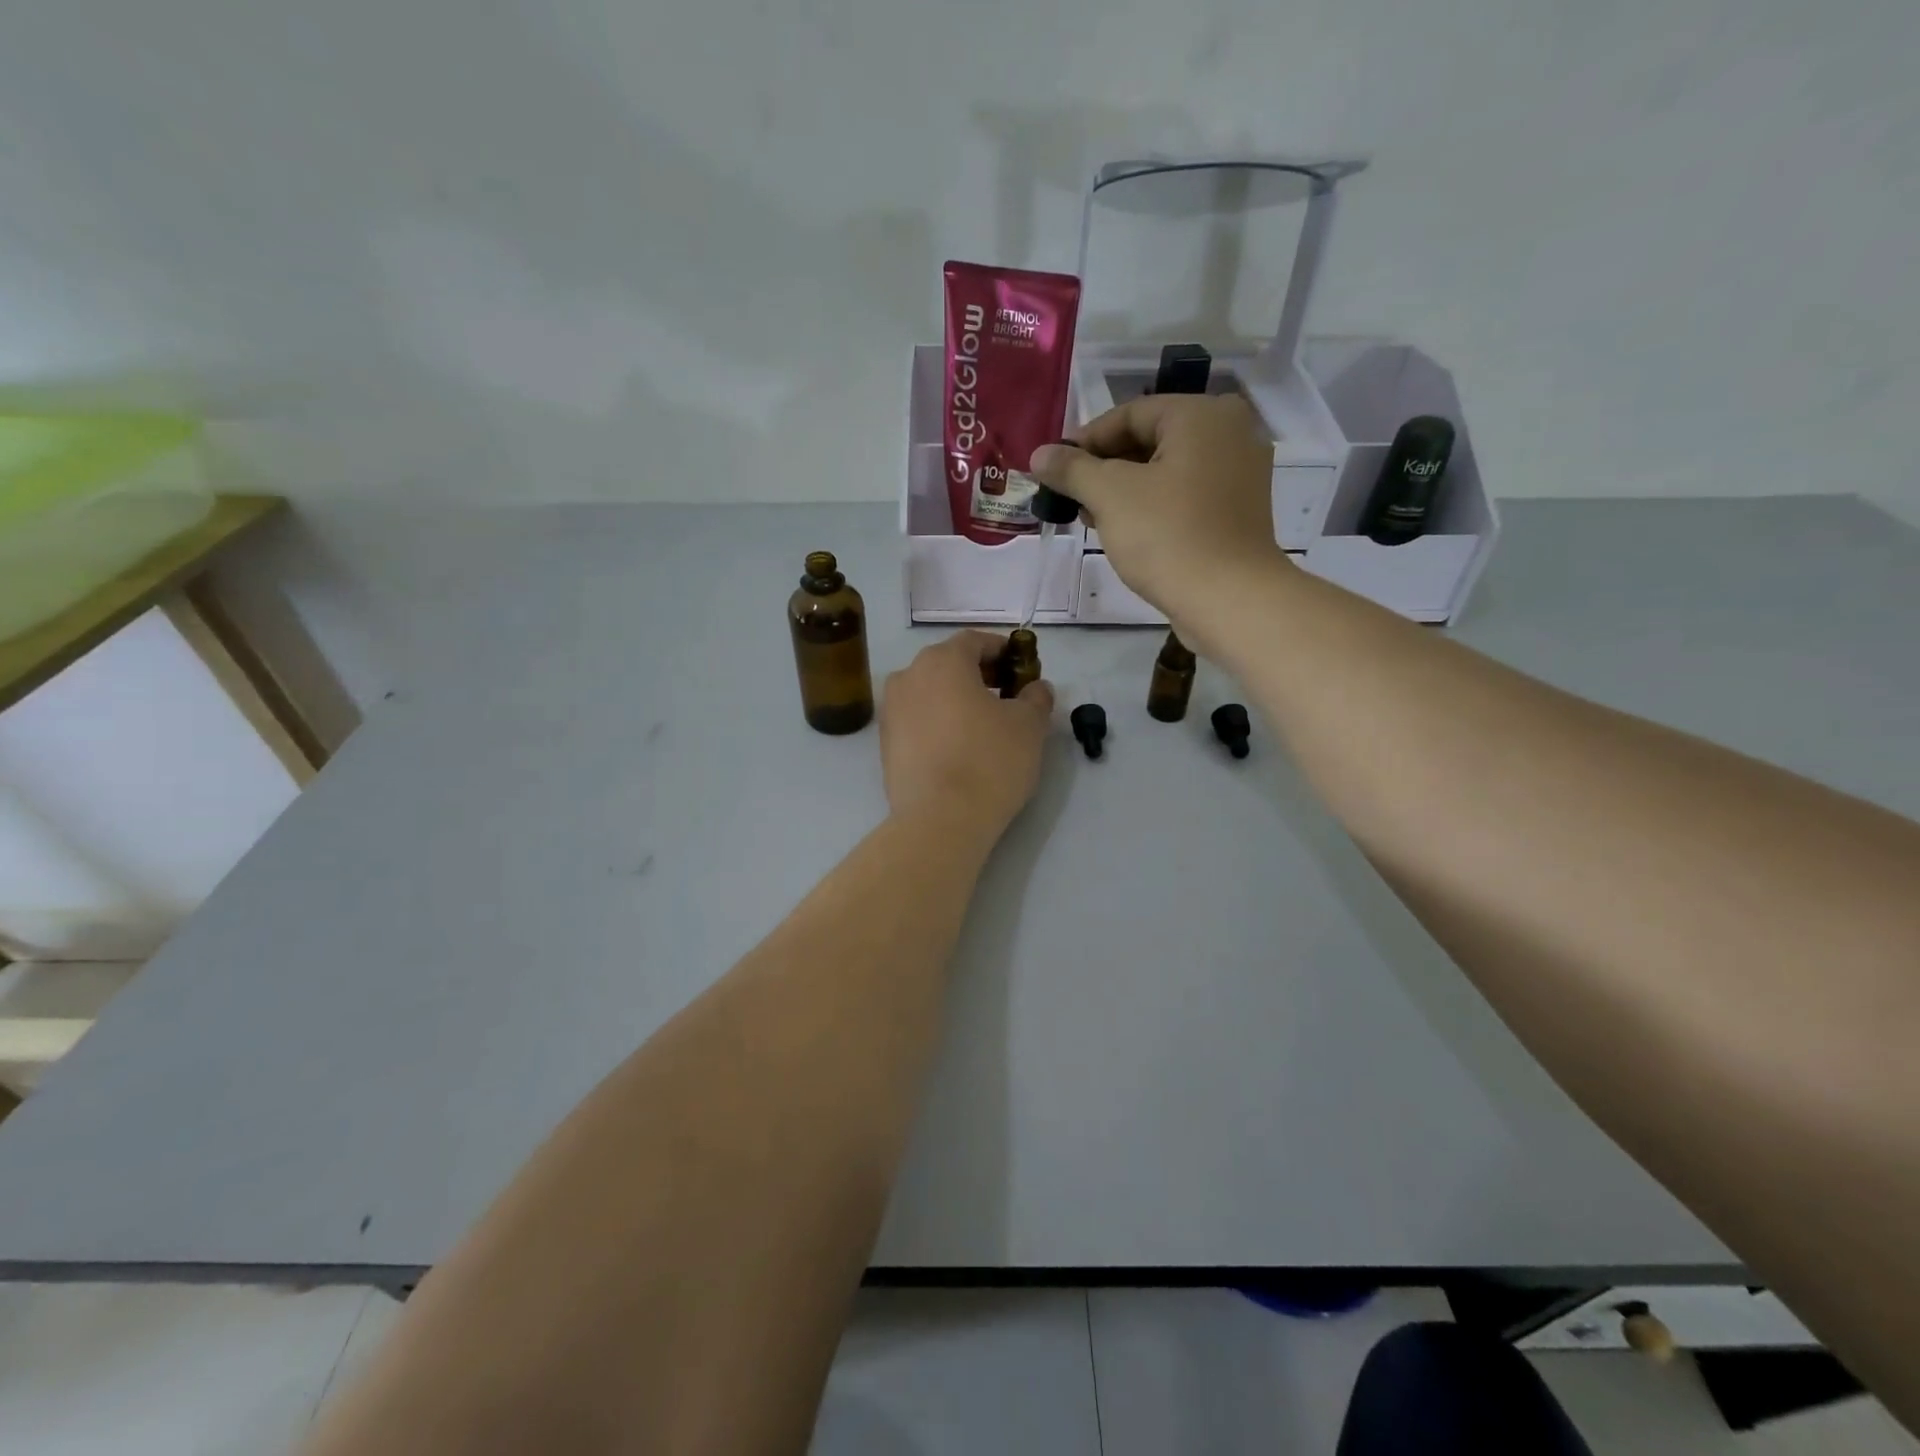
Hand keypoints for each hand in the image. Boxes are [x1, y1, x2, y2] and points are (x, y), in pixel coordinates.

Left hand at [881, 632, 1053, 839]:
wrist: (940, 820)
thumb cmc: (989, 762)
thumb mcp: (1029, 726)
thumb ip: (1036, 697)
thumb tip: (1036, 688)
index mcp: (942, 661)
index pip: (975, 641)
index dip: (1002, 651)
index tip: (1021, 670)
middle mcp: (909, 676)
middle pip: (948, 664)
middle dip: (979, 675)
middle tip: (1007, 698)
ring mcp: (891, 710)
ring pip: (930, 693)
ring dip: (956, 700)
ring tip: (983, 726)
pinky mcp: (885, 743)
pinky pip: (917, 720)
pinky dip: (938, 723)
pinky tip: (959, 748)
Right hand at [1030, 394, 1286, 632]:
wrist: (1229, 600)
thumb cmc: (1168, 536)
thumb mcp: (1110, 496)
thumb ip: (1072, 469)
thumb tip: (1040, 454)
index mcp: (1202, 415)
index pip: (1130, 414)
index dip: (1085, 441)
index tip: (1053, 470)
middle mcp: (1229, 432)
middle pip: (1149, 440)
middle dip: (1104, 468)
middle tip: (1070, 497)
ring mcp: (1239, 474)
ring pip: (1166, 470)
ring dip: (1124, 490)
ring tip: (1091, 518)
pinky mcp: (1237, 511)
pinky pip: (1185, 495)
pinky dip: (1153, 505)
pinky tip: (1125, 531)